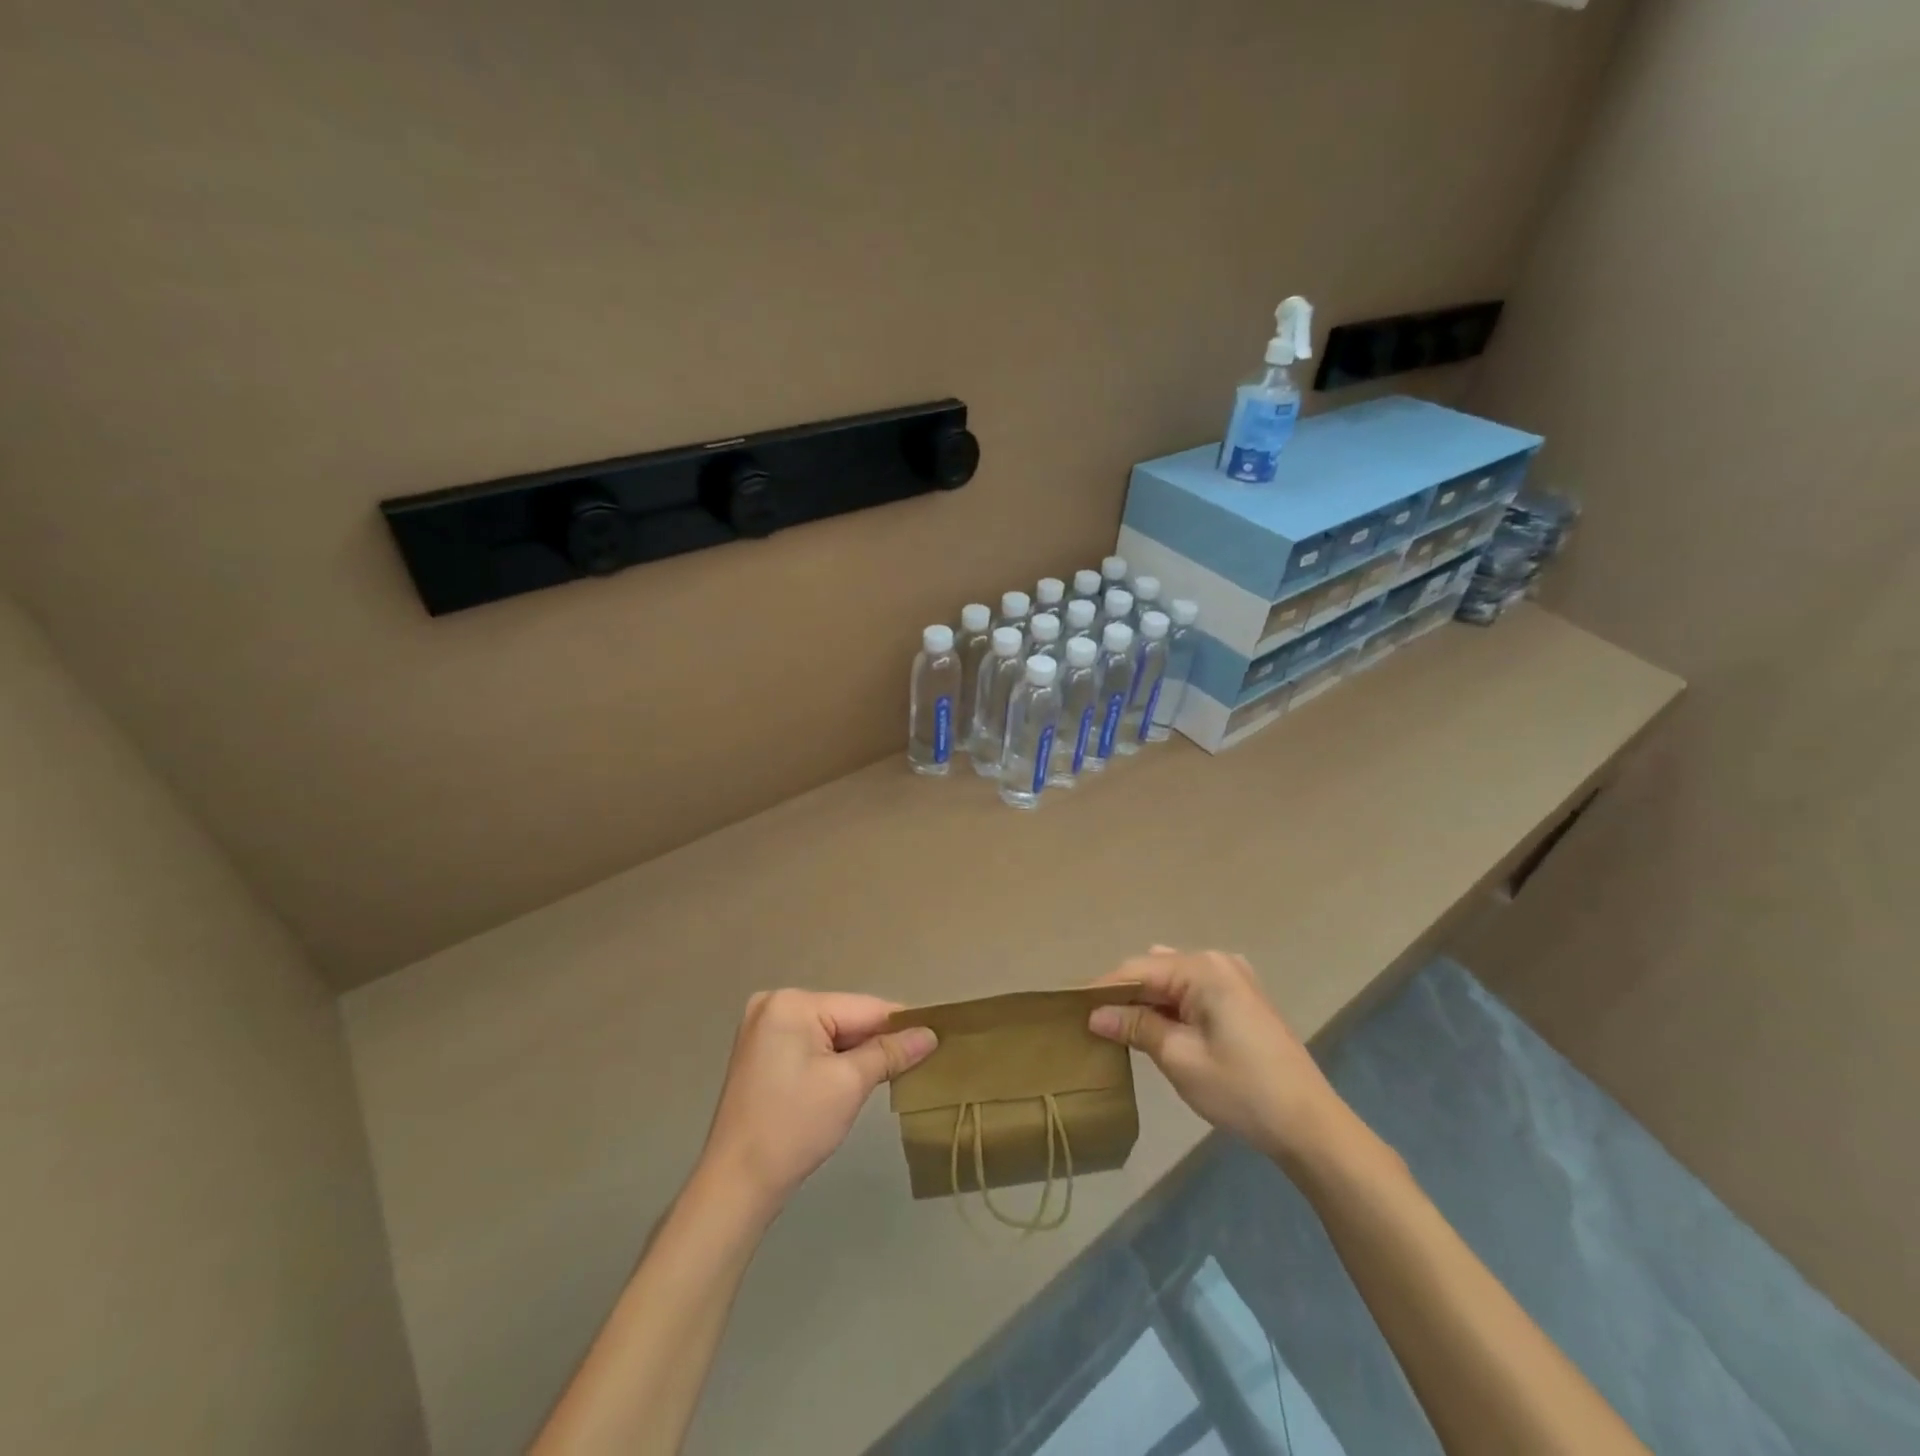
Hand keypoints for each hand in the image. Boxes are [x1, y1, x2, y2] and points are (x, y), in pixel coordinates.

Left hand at [699, 989, 937, 1214]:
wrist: (736, 1184)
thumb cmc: (794, 1128)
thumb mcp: (849, 1085)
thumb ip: (890, 1053)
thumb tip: (930, 1034)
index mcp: (791, 1003)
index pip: (863, 1007)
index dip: (901, 1024)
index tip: (937, 1036)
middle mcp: (773, 1003)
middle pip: (845, 1017)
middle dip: (877, 1041)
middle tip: (916, 1061)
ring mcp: (763, 1028)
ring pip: (830, 1032)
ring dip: (857, 1052)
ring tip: (891, 1072)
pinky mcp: (761, 1052)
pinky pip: (812, 1045)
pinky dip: (834, 1060)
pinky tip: (853, 1080)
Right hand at [1089, 947, 1347, 1167]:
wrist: (1310, 1125)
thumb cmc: (1241, 1090)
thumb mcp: (1179, 1058)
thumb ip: (1136, 1027)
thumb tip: (1095, 1014)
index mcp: (1203, 969)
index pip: (1138, 969)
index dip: (1103, 988)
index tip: (1073, 1008)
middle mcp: (1219, 962)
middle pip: (1156, 969)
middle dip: (1126, 994)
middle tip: (1097, 1024)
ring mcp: (1235, 978)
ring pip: (1174, 980)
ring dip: (1149, 1001)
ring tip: (1123, 1029)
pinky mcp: (1244, 999)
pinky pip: (1195, 990)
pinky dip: (1173, 1006)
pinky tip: (1160, 1030)